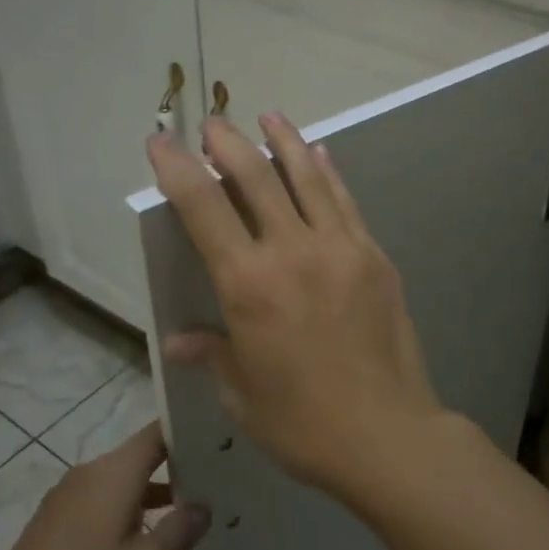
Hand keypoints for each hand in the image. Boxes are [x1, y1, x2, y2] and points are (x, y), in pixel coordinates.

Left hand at [0, 423, 210, 549]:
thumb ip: (180, 530)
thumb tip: (202, 506)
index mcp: (115, 472)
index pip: (159, 431)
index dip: (190, 429)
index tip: (222, 438)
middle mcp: (91, 473)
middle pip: (142, 455)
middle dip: (178, 464)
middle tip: (219, 479)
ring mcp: (68, 498)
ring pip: (123, 481)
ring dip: (154, 492)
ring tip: (190, 512)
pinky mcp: (54, 523)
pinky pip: (102, 501)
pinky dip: (129, 509)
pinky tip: (144, 540)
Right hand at [146, 113, 447, 498]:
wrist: (387, 434)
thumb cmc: (303, 424)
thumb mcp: (243, 394)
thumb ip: (213, 353)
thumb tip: (180, 338)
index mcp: (248, 285)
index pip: (202, 208)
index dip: (176, 168)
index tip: (161, 140)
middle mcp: (292, 251)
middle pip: (255, 178)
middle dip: (228, 144)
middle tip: (212, 124)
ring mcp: (340, 248)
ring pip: (307, 178)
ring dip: (284, 141)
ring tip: (269, 115)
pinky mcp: (374, 256)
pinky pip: (345, 202)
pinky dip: (328, 173)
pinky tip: (321, 155)